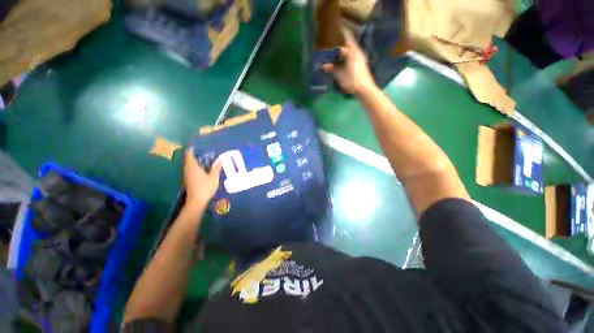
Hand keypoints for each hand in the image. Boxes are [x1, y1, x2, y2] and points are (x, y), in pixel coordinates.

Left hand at [183, 147, 222, 210]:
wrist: (196, 201)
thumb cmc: (205, 188)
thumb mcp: (213, 177)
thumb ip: (216, 167)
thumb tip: (221, 158)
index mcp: (193, 167)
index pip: (189, 154)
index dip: (192, 148)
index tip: (198, 143)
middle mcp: (188, 169)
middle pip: (189, 158)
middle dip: (196, 153)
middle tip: (206, 149)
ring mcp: (187, 174)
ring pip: (190, 163)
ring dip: (196, 159)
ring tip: (206, 156)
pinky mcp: (189, 179)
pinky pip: (191, 168)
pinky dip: (196, 165)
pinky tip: (204, 166)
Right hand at [322, 28, 376, 95]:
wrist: (365, 89)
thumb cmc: (353, 81)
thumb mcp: (341, 75)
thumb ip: (333, 69)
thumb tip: (323, 66)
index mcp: (353, 52)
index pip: (347, 38)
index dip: (343, 31)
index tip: (338, 24)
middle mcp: (357, 53)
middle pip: (348, 45)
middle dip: (340, 43)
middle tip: (331, 42)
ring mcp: (360, 59)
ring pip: (350, 52)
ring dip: (343, 51)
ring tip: (334, 52)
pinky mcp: (360, 65)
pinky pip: (351, 57)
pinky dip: (346, 57)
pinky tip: (341, 62)